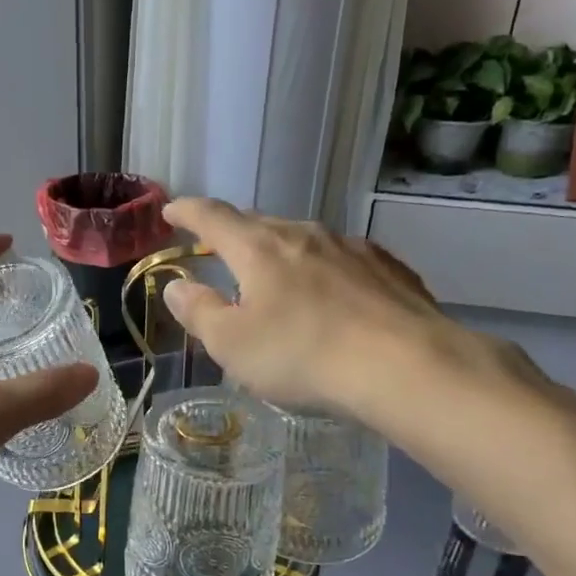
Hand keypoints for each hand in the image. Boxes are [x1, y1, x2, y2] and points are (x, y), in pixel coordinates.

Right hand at [158, 199, 535, 427]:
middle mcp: (304, 235)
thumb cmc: (303, 355)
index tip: (170, 210)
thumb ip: (199, 311)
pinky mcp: (388, 268)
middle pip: (259, 225)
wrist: (406, 365)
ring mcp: (351, 248)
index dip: (187, 211)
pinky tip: (332, 297)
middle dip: (235, 235)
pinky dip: (324, 271)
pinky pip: (343, 261)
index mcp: (259, 248)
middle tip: (220, 250)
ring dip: (282, 255)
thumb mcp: (232, 344)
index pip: (213, 217)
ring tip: (277, 280)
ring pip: (304, 241)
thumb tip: (176, 285)